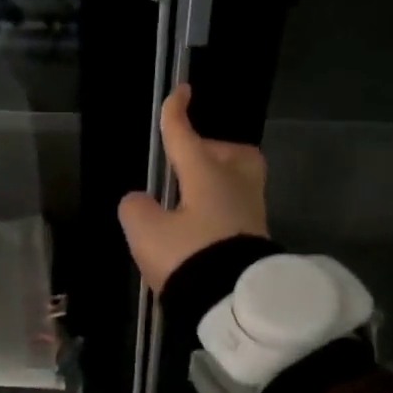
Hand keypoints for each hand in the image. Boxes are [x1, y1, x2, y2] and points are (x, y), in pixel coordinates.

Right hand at [117, 84, 267, 291]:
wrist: (234, 301)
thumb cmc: (188, 256)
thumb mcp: (146, 233)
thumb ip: (136, 209)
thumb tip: (140, 201)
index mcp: (205, 174)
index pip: (186, 136)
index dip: (177, 114)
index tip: (181, 91)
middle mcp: (234, 185)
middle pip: (232, 154)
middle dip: (213, 151)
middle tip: (190, 166)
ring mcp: (251, 212)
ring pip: (239, 181)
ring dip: (219, 183)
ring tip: (193, 202)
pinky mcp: (256, 238)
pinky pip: (238, 210)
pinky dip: (221, 210)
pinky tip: (203, 228)